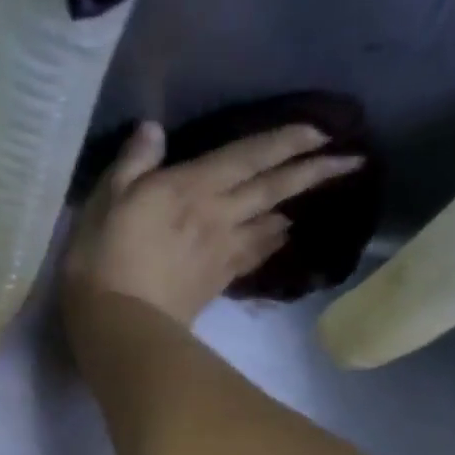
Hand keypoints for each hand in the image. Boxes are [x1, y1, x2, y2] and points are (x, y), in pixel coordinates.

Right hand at [62, 120, 365, 326]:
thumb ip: (133, 163)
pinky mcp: (218, 281)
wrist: (120, 326)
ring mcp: (222, 251)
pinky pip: (254, 254)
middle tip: (351, 161)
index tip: (323, 130)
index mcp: (192, 188)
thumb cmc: (104, 259)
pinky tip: (281, 237)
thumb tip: (154, 129)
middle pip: (273, 189)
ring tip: (315, 197)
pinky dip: (272, 242)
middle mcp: (219, 215)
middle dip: (313, 172)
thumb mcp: (105, 201)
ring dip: (296, 207)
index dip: (286, 141)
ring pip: (270, 222)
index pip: (248, 156)